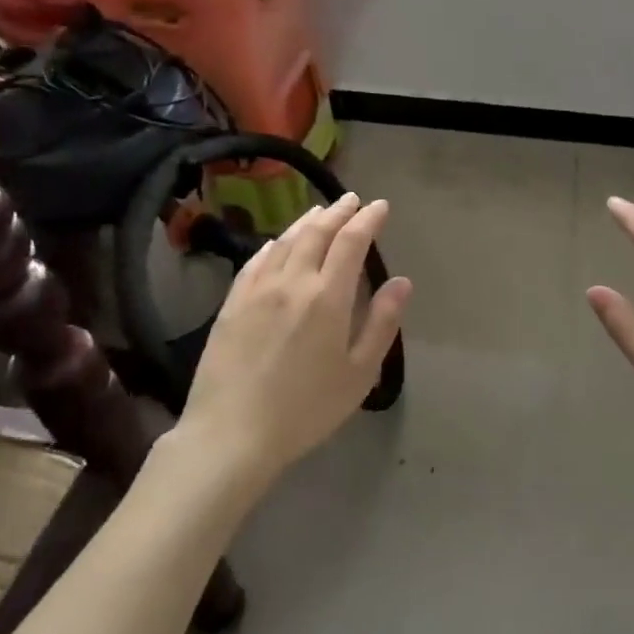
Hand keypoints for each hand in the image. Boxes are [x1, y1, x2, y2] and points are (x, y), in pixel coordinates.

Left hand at [174, 193, 410, 480]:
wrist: (232, 434)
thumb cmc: (306, 409)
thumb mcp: (359, 373)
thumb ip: (382, 323)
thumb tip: (402, 282)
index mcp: (327, 297)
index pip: (351, 242)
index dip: (368, 220)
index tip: (380, 206)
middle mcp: (292, 282)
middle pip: (316, 233)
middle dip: (338, 212)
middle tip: (352, 199)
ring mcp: (256, 290)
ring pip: (284, 241)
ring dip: (306, 221)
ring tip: (320, 211)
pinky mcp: (231, 305)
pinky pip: (255, 261)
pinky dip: (273, 244)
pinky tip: (277, 242)